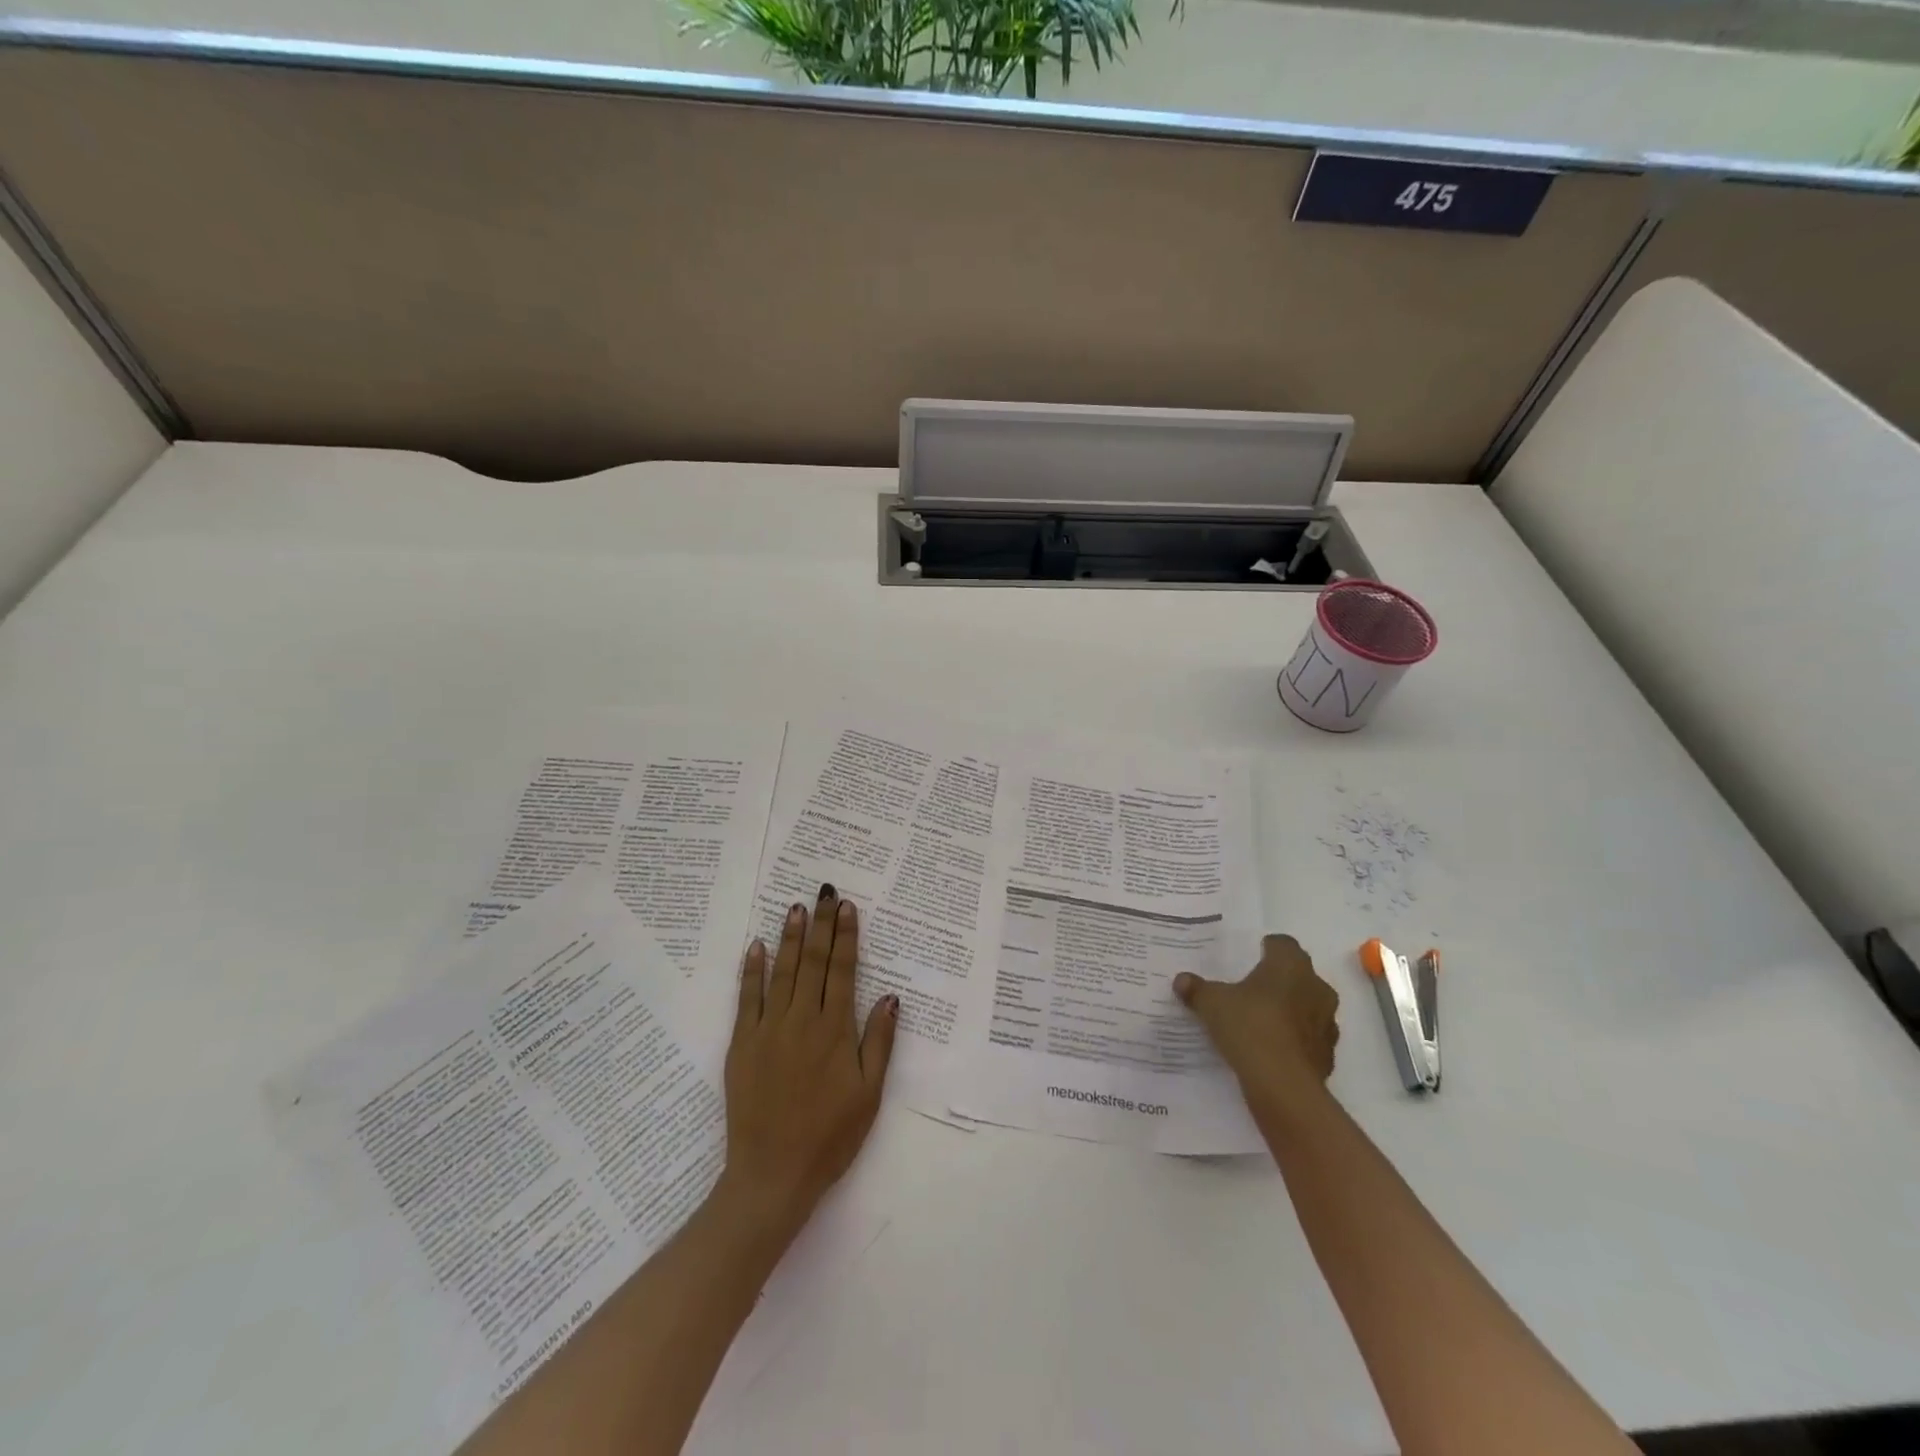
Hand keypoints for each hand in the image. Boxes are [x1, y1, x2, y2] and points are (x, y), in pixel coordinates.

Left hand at [715, 884, 897, 1242]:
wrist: (772, 1175)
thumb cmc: (830, 1137)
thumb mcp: (869, 1094)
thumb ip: (879, 1041)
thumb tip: (890, 996)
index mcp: (835, 1030)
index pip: (842, 970)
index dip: (846, 936)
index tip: (847, 907)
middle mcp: (802, 1020)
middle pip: (813, 962)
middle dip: (820, 924)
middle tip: (824, 892)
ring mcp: (768, 1030)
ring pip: (782, 972)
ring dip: (789, 937)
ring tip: (795, 907)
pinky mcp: (742, 1044)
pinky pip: (747, 999)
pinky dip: (751, 970)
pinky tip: (755, 946)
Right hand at [1175, 934, 1339, 1097]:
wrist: (1283, 1085)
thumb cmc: (1249, 1026)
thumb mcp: (1212, 1003)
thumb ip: (1197, 989)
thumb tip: (1181, 980)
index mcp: (1290, 965)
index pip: (1284, 944)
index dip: (1268, 948)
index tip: (1252, 956)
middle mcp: (1316, 987)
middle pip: (1299, 975)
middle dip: (1279, 980)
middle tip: (1252, 989)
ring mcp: (1327, 1023)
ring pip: (1308, 1007)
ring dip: (1290, 1011)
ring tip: (1261, 1022)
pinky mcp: (1328, 1054)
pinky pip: (1309, 1038)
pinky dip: (1294, 1040)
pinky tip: (1272, 1050)